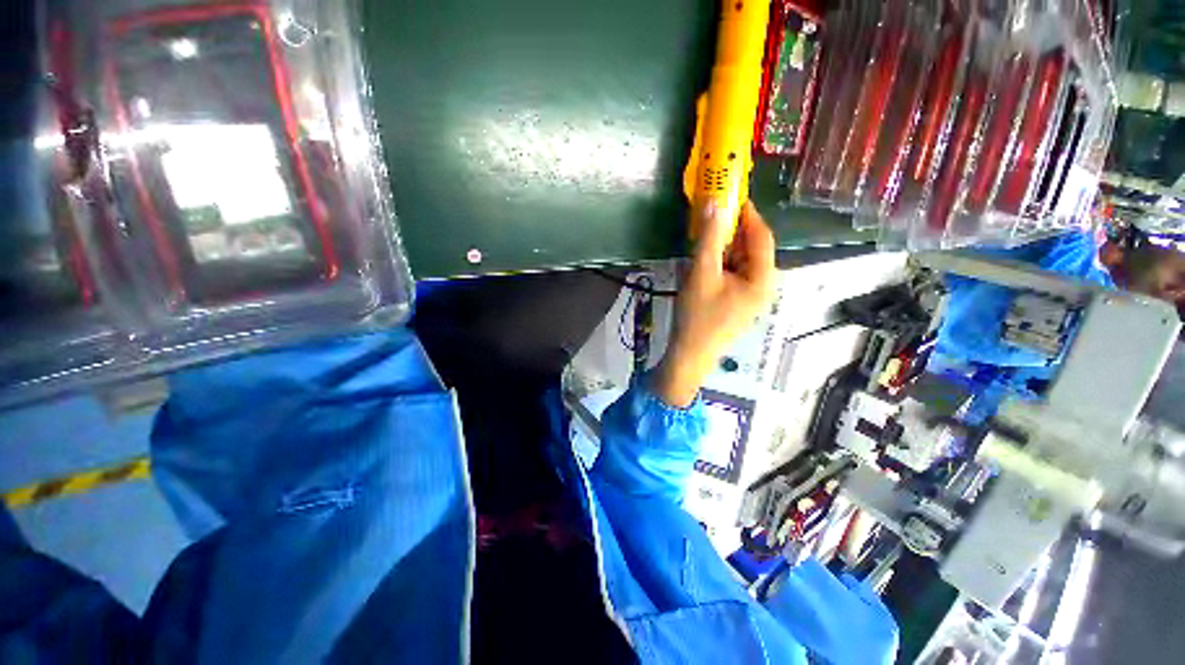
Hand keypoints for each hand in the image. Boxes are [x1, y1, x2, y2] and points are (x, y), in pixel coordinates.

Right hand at [652, 201, 776, 406]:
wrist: (689, 355)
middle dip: (733, 231)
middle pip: (753, 250)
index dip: (748, 214)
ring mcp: (751, 297)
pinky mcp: (738, 304)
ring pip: (742, 263)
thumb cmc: (697, 316)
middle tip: (712, 216)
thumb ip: (709, 238)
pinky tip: (706, 262)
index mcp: (763, 279)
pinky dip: (722, 264)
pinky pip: (734, 275)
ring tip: (705, 237)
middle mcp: (764, 287)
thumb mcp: (701, 274)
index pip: (762, 237)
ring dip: (725, 248)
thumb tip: (715, 203)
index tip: (730, 196)